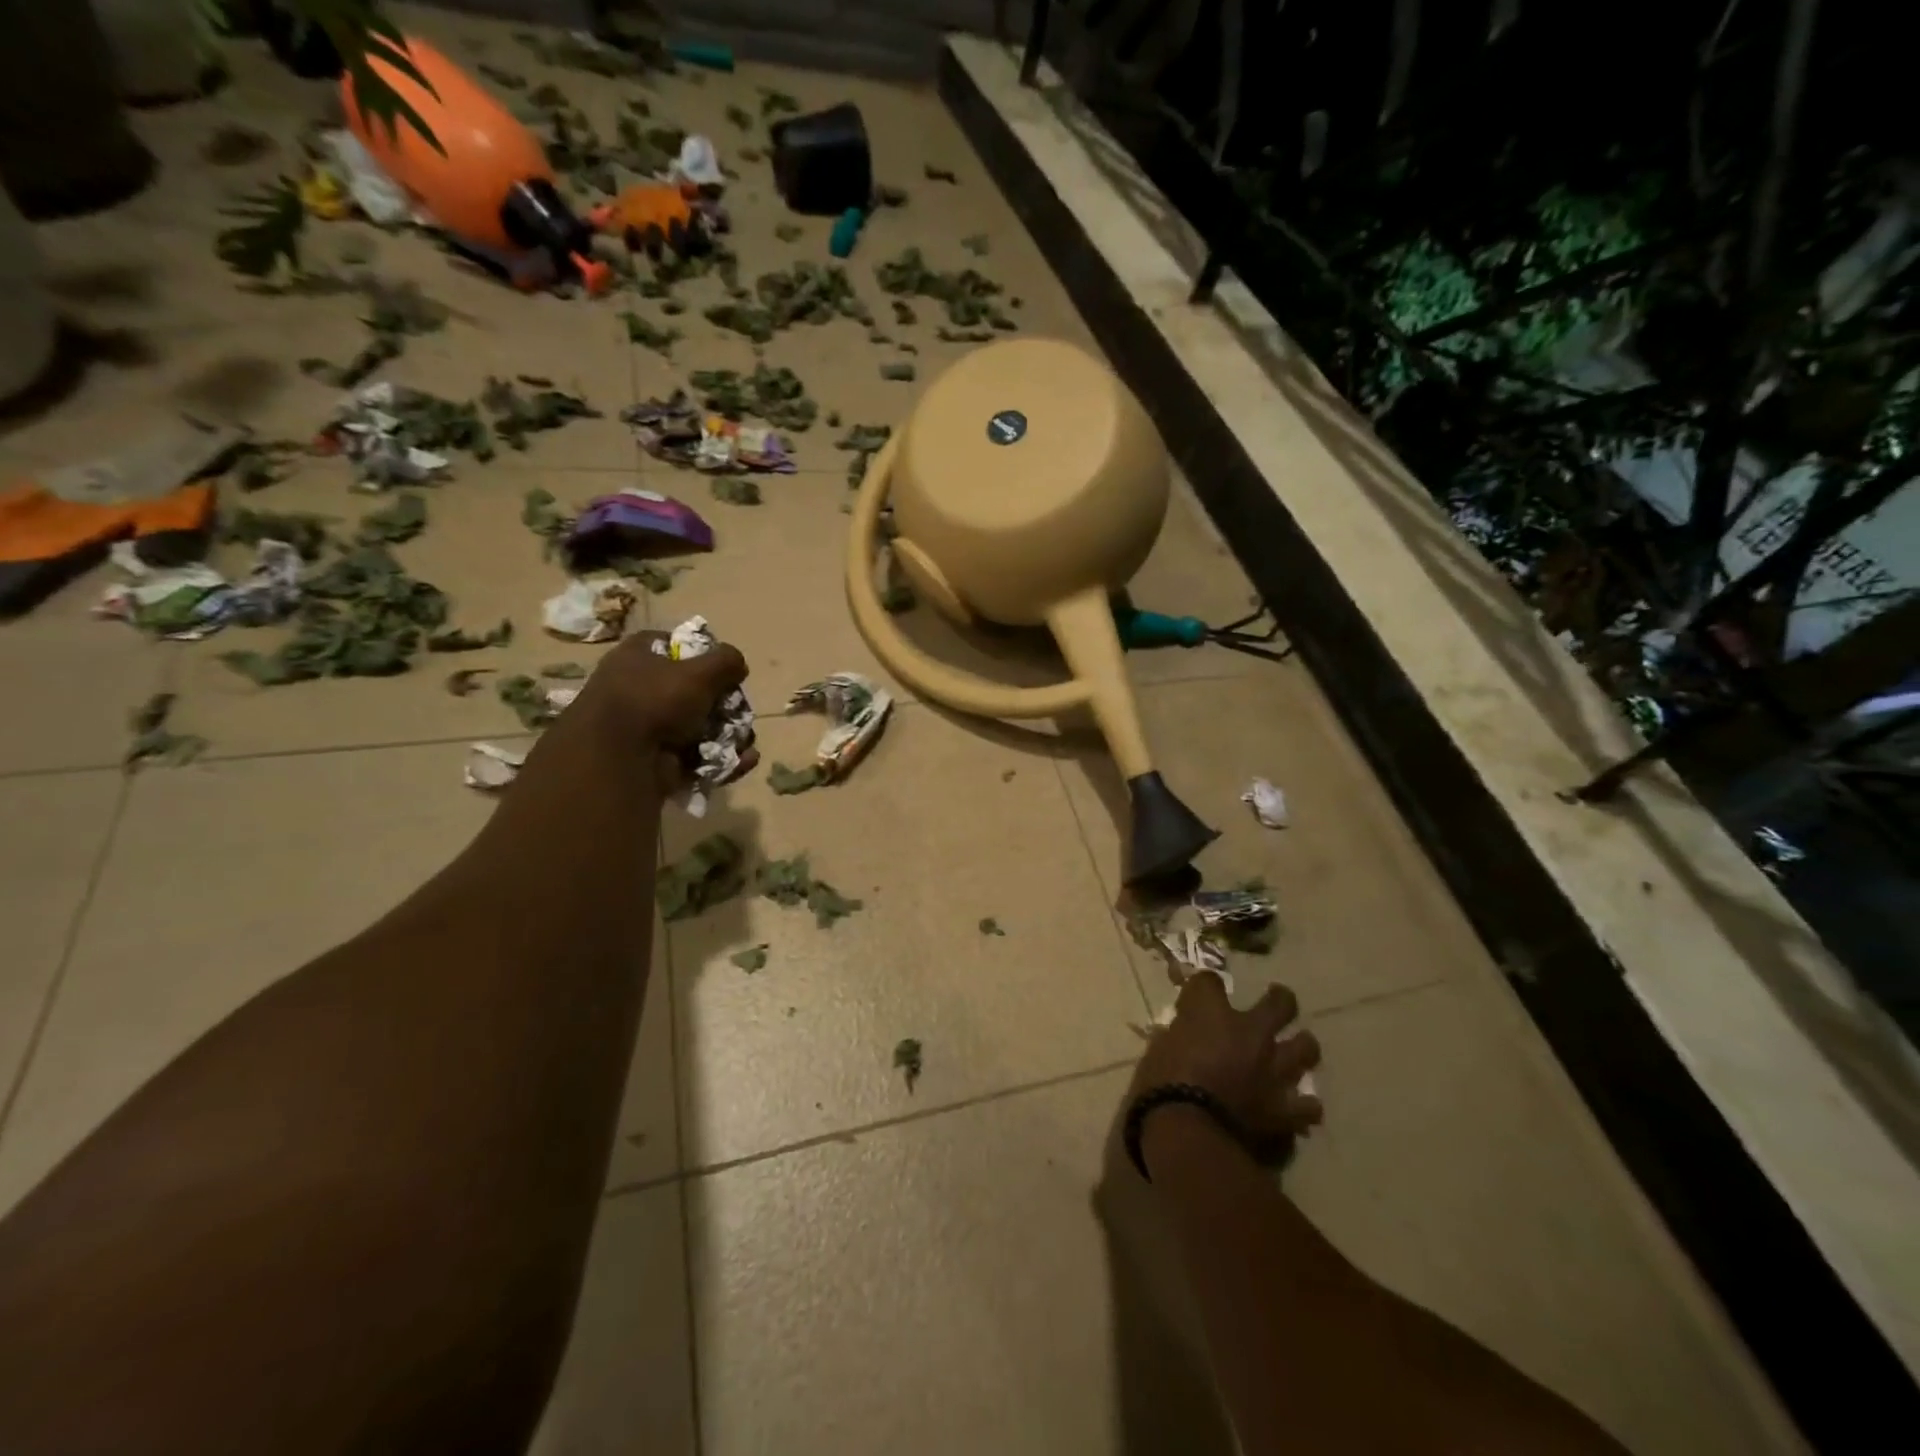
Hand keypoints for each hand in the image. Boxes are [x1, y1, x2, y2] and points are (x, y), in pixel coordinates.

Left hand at [577, 631, 755, 790]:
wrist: (619, 759)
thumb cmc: (655, 700)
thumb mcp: (699, 671)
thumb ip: (725, 661)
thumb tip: (738, 664)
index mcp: (636, 658)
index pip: (669, 644)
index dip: (698, 651)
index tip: (722, 665)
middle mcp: (637, 690)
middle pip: (690, 690)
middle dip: (722, 702)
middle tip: (739, 709)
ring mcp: (647, 729)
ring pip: (698, 728)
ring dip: (728, 734)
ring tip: (747, 741)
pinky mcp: (658, 762)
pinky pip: (699, 758)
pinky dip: (723, 760)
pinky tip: (745, 760)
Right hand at [1129, 974, 1321, 1147]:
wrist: (1186, 1128)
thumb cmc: (1160, 1081)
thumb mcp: (1158, 1048)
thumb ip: (1177, 1036)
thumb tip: (1181, 1036)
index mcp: (1211, 1012)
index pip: (1210, 981)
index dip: (1205, 985)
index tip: (1201, 992)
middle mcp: (1251, 1033)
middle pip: (1280, 1003)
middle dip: (1279, 999)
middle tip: (1276, 1000)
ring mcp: (1273, 1070)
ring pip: (1306, 1048)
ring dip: (1300, 1047)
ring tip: (1295, 1050)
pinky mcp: (1282, 1108)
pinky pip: (1308, 1106)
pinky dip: (1303, 1104)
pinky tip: (1296, 1104)